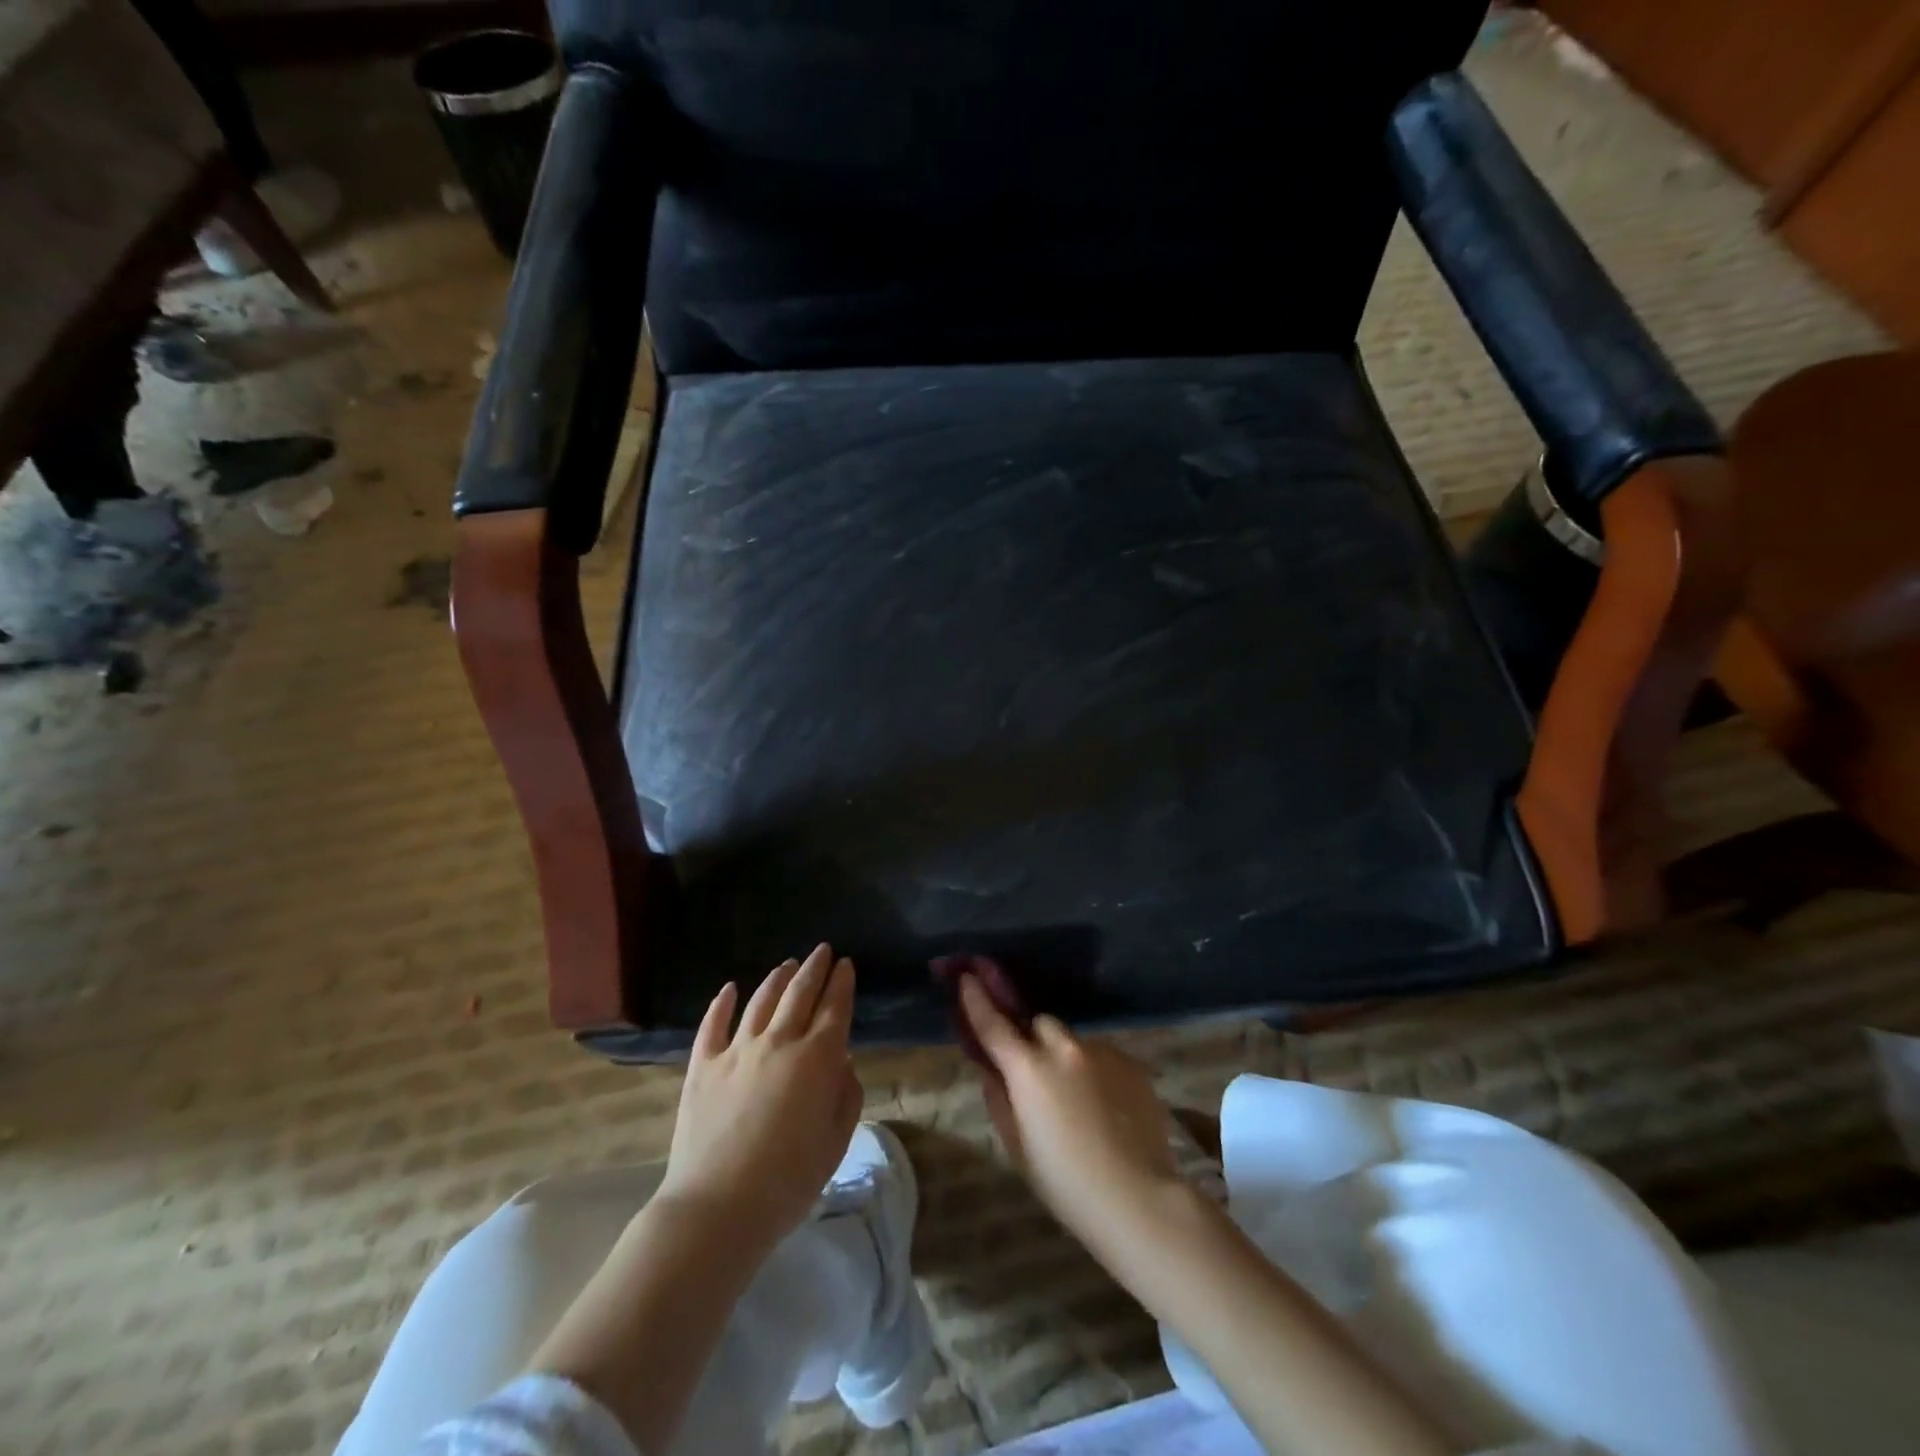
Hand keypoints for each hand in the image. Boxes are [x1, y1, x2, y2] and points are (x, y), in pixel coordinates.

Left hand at [658, 945, 862, 1253]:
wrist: (716, 1209)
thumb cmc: (788, 1182)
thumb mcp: (836, 1142)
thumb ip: (845, 1095)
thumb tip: (841, 1061)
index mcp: (817, 1059)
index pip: (835, 1007)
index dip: (842, 983)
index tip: (846, 964)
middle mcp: (778, 1042)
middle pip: (800, 993)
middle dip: (814, 968)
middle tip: (822, 951)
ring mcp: (736, 1051)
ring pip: (761, 1001)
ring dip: (777, 978)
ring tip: (787, 965)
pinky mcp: (702, 1066)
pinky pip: (712, 1024)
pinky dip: (721, 1003)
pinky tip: (729, 989)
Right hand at [958, 975, 1181, 1254]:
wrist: (1137, 1198)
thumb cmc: (1065, 1183)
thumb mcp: (1017, 1147)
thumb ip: (999, 1099)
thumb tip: (992, 1071)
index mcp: (1028, 1069)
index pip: (993, 1023)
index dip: (977, 998)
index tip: (967, 975)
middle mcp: (1063, 1049)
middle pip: (1040, 1024)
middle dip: (1032, 1039)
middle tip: (1035, 1071)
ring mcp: (1102, 1052)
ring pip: (1073, 1042)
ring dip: (1066, 1059)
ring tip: (1079, 1102)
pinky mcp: (1131, 1064)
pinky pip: (1102, 1058)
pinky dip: (1096, 1074)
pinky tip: (1106, 1111)